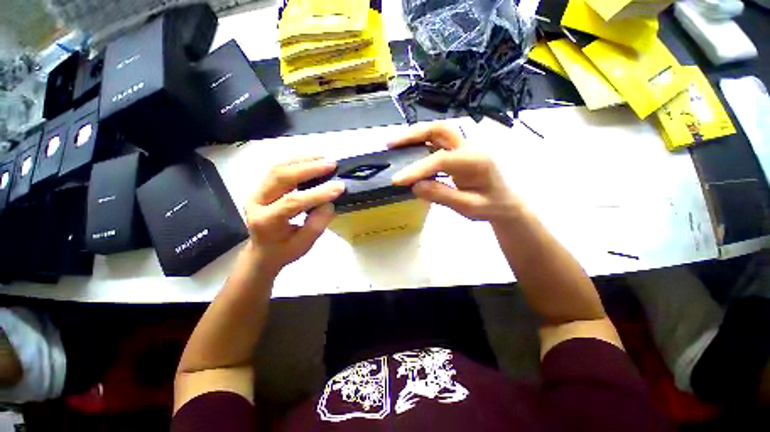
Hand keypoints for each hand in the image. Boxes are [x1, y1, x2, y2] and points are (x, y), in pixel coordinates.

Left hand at [244, 157, 344, 274]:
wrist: (263, 251)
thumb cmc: (284, 251)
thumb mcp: (304, 245)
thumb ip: (317, 224)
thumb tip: (329, 203)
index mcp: (265, 222)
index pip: (292, 202)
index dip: (317, 193)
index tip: (339, 187)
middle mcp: (256, 202)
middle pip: (280, 177)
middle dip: (308, 169)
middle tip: (330, 165)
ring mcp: (256, 191)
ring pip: (278, 168)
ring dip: (302, 161)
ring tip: (323, 158)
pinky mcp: (262, 186)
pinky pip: (279, 169)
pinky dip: (296, 162)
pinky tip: (311, 160)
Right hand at [390, 123, 521, 222]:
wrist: (506, 202)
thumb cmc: (491, 206)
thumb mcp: (469, 207)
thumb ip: (443, 196)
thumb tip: (415, 186)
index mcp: (476, 162)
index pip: (441, 160)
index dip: (418, 169)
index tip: (397, 180)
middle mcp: (470, 148)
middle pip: (440, 130)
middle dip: (413, 135)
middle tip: (391, 145)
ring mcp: (465, 147)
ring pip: (438, 132)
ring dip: (415, 135)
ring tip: (394, 145)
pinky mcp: (459, 151)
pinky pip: (438, 141)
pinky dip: (421, 142)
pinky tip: (409, 150)